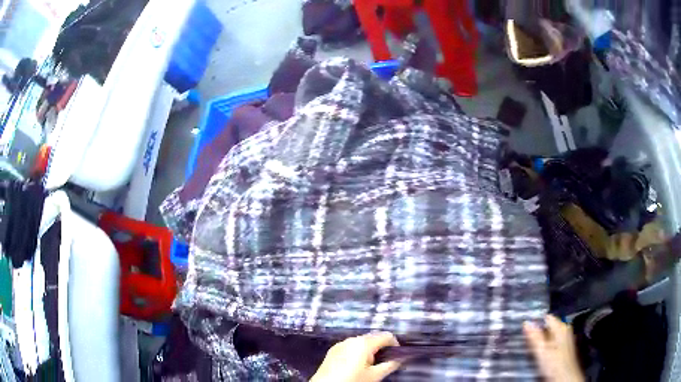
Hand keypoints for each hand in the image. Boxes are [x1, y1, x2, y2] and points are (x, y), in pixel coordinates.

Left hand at [310, 332, 401, 381]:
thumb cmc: (352, 380)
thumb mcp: (375, 375)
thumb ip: (390, 365)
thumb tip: (400, 359)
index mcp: (364, 343)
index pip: (386, 336)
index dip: (395, 344)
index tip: (397, 355)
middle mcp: (352, 339)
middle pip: (373, 338)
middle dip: (382, 348)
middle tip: (385, 363)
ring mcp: (340, 344)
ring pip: (361, 343)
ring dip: (370, 351)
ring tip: (370, 366)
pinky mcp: (333, 351)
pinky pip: (350, 347)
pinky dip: (357, 353)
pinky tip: (356, 366)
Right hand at [524, 315, 583, 381]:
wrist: (565, 377)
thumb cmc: (554, 363)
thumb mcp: (542, 351)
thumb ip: (535, 336)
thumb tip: (526, 322)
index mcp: (561, 326)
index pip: (547, 317)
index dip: (535, 321)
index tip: (524, 327)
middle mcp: (565, 329)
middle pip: (548, 326)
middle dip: (537, 331)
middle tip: (525, 339)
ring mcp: (566, 338)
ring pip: (550, 335)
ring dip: (541, 339)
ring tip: (530, 346)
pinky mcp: (564, 348)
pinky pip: (552, 342)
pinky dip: (546, 345)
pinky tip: (540, 353)